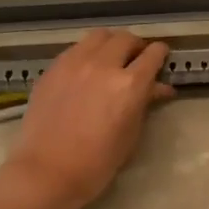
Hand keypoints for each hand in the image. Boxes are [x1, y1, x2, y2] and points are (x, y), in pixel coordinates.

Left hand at [0, 29, 173, 208]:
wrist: (47, 172)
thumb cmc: (98, 162)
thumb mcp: (131, 134)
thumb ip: (145, 103)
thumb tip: (160, 88)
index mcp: (130, 84)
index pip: (153, 54)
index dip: (161, 54)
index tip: (162, 58)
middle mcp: (103, 65)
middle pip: (126, 38)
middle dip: (136, 46)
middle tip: (137, 59)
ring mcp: (74, 63)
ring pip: (99, 36)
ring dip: (111, 43)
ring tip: (111, 58)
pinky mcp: (53, 69)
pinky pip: (76, 48)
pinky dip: (88, 52)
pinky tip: (86, 70)